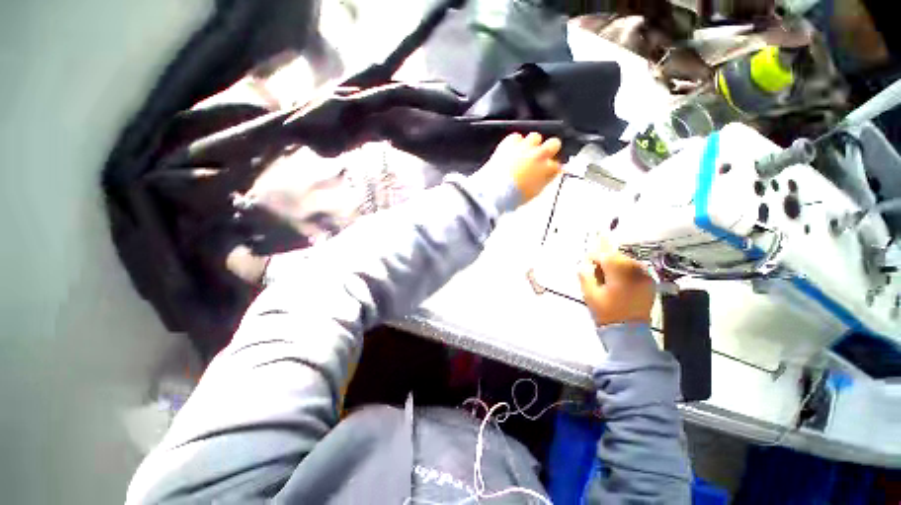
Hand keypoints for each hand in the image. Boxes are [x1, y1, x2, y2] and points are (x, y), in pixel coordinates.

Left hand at [484, 132, 561, 204]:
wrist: (494, 191)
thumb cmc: (513, 196)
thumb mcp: (534, 193)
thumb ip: (544, 181)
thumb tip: (548, 176)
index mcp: (547, 170)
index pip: (557, 164)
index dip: (552, 167)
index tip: (548, 169)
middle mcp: (539, 155)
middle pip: (554, 143)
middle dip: (550, 148)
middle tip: (541, 155)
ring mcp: (524, 147)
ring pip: (535, 137)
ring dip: (531, 144)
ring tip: (524, 153)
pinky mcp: (509, 144)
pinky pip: (516, 137)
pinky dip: (514, 142)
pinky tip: (511, 150)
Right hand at [578, 238, 654, 326]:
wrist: (629, 332)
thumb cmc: (607, 312)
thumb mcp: (589, 294)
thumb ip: (585, 275)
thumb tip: (584, 264)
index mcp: (620, 272)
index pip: (605, 255)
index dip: (593, 257)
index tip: (586, 263)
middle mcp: (635, 270)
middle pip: (617, 256)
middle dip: (604, 260)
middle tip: (595, 270)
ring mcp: (645, 275)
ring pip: (626, 261)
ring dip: (615, 264)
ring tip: (607, 276)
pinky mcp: (649, 282)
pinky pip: (635, 268)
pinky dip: (625, 270)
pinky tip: (618, 279)